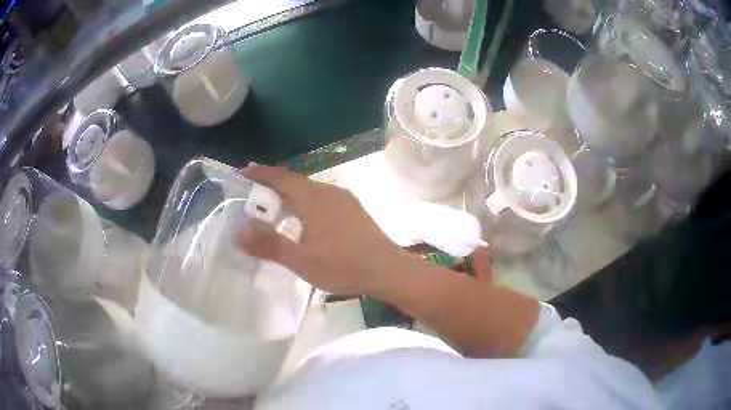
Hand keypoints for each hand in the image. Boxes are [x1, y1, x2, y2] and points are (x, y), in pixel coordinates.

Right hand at [238, 165, 404, 294]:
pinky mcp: (354, 210)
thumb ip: (269, 245)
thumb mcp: (300, 260)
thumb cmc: (342, 264)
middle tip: (254, 192)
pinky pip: (322, 199)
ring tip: (276, 206)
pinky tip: (305, 219)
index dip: (260, 174)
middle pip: (295, 181)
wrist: (387, 269)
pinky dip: (305, 202)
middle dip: (273, 184)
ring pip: (310, 190)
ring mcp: (344, 200)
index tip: (243, 172)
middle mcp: (328, 191)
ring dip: (290, 194)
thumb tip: (239, 233)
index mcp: (312, 198)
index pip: (280, 178)